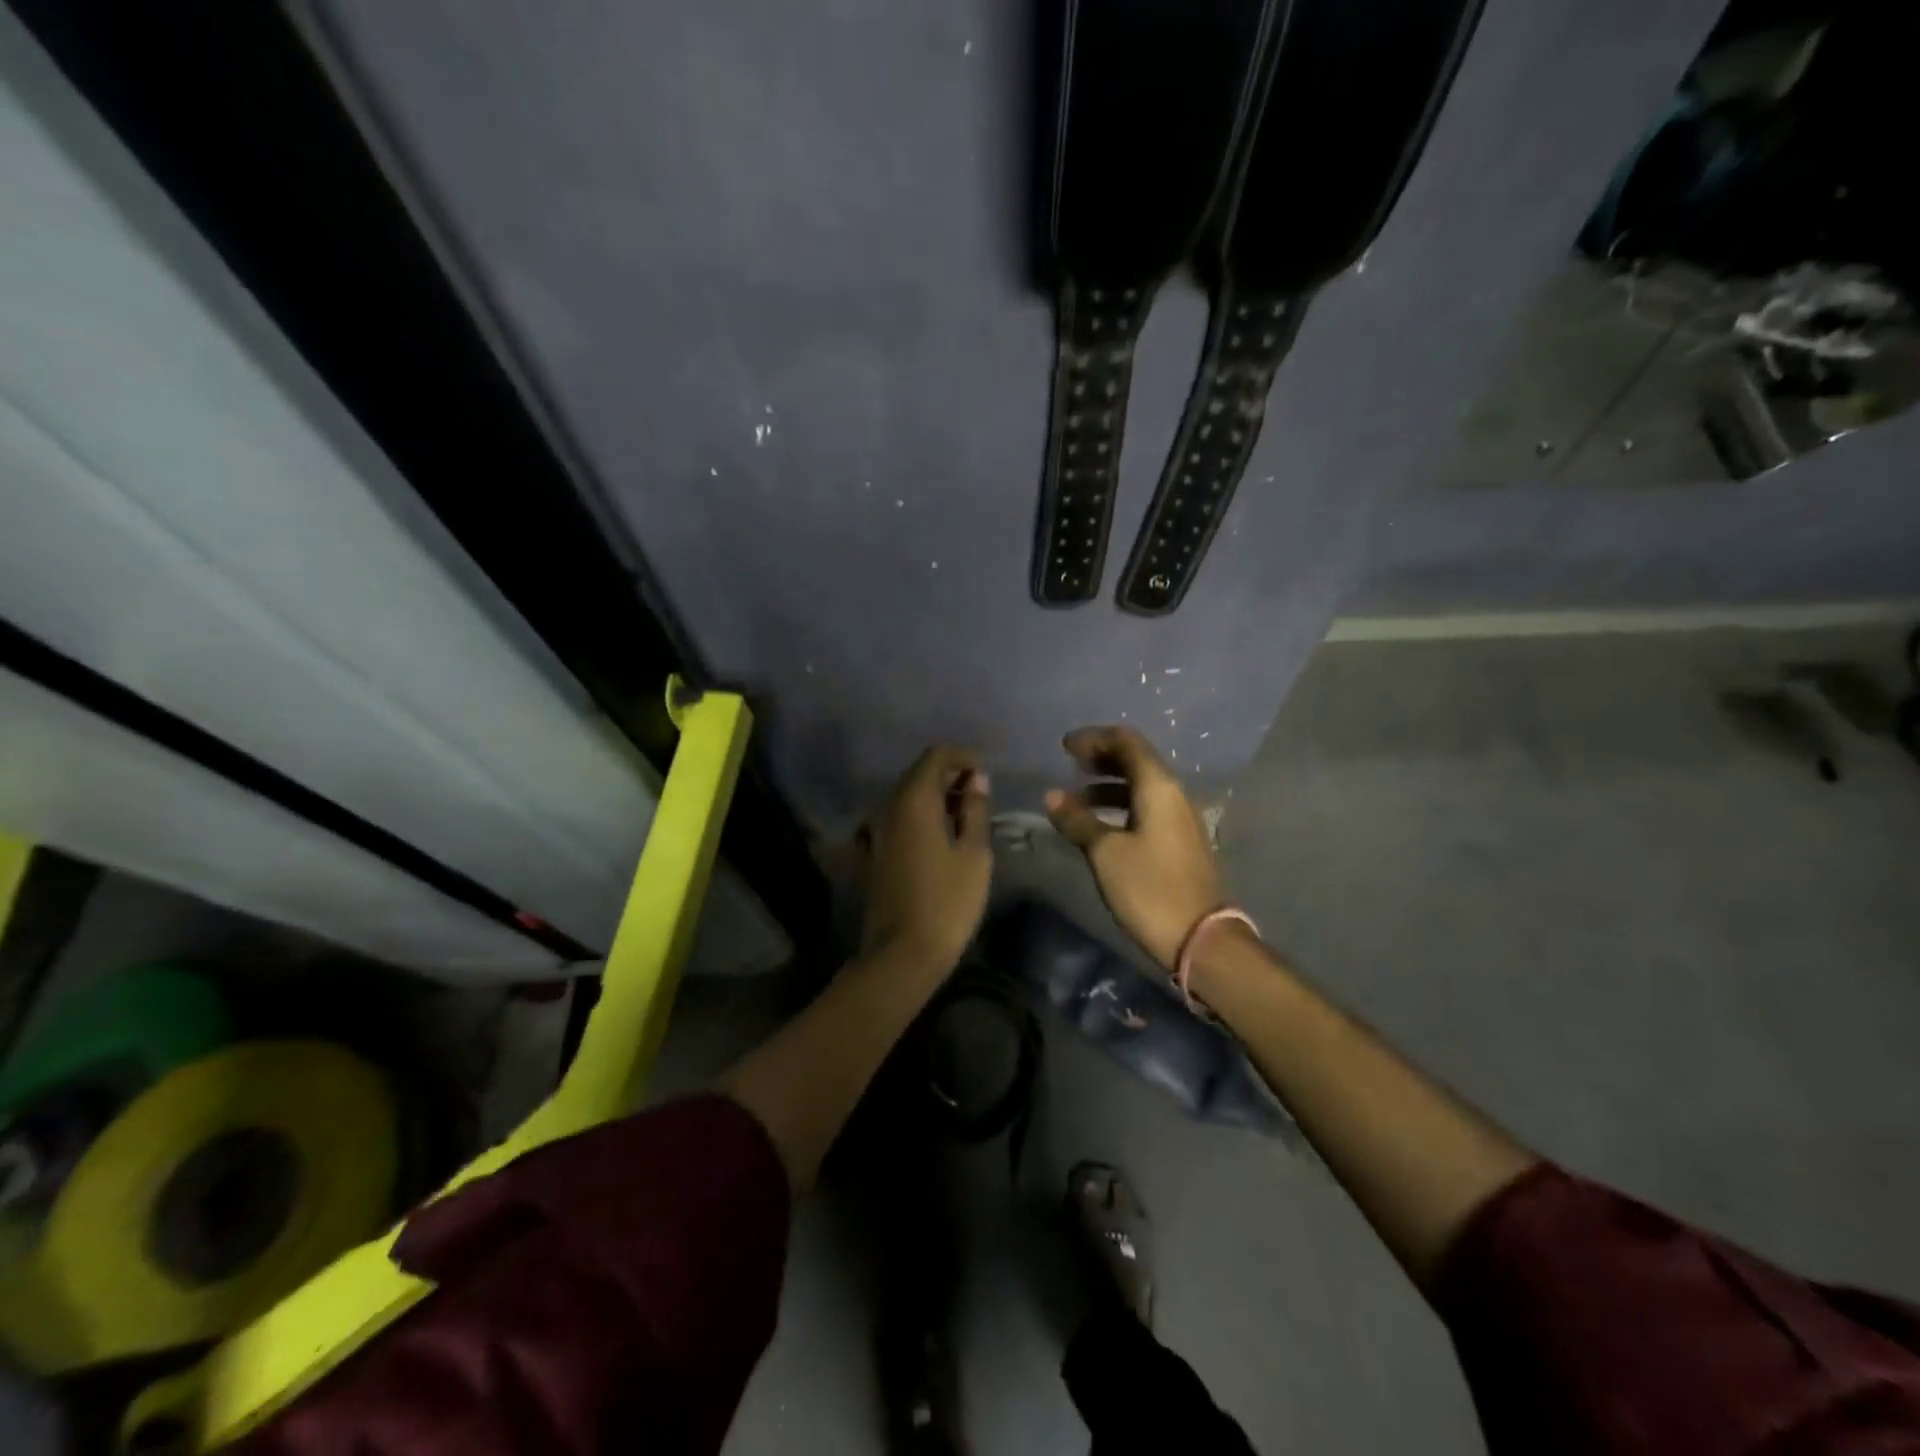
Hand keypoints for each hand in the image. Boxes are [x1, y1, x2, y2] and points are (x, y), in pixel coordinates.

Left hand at [859, 746, 993, 974]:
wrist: (901, 953)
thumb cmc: (948, 902)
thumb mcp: (974, 854)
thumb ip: (975, 810)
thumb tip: (976, 780)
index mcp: (914, 801)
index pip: (936, 756)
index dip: (963, 757)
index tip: (986, 772)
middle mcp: (889, 807)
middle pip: (918, 773)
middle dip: (950, 774)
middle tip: (980, 792)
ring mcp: (877, 830)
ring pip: (908, 796)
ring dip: (936, 795)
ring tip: (967, 813)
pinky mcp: (874, 851)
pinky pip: (900, 818)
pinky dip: (922, 815)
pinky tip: (942, 834)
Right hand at [1046, 726, 1221, 970]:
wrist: (1201, 938)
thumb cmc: (1150, 889)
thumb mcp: (1105, 853)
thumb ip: (1078, 820)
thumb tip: (1052, 795)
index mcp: (1159, 787)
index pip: (1127, 742)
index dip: (1094, 738)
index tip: (1065, 747)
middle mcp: (1174, 794)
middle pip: (1137, 760)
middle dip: (1102, 757)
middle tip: (1069, 764)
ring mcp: (1180, 818)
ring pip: (1142, 785)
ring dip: (1110, 783)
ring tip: (1078, 797)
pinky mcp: (1180, 840)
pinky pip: (1147, 806)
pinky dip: (1121, 804)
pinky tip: (1101, 823)